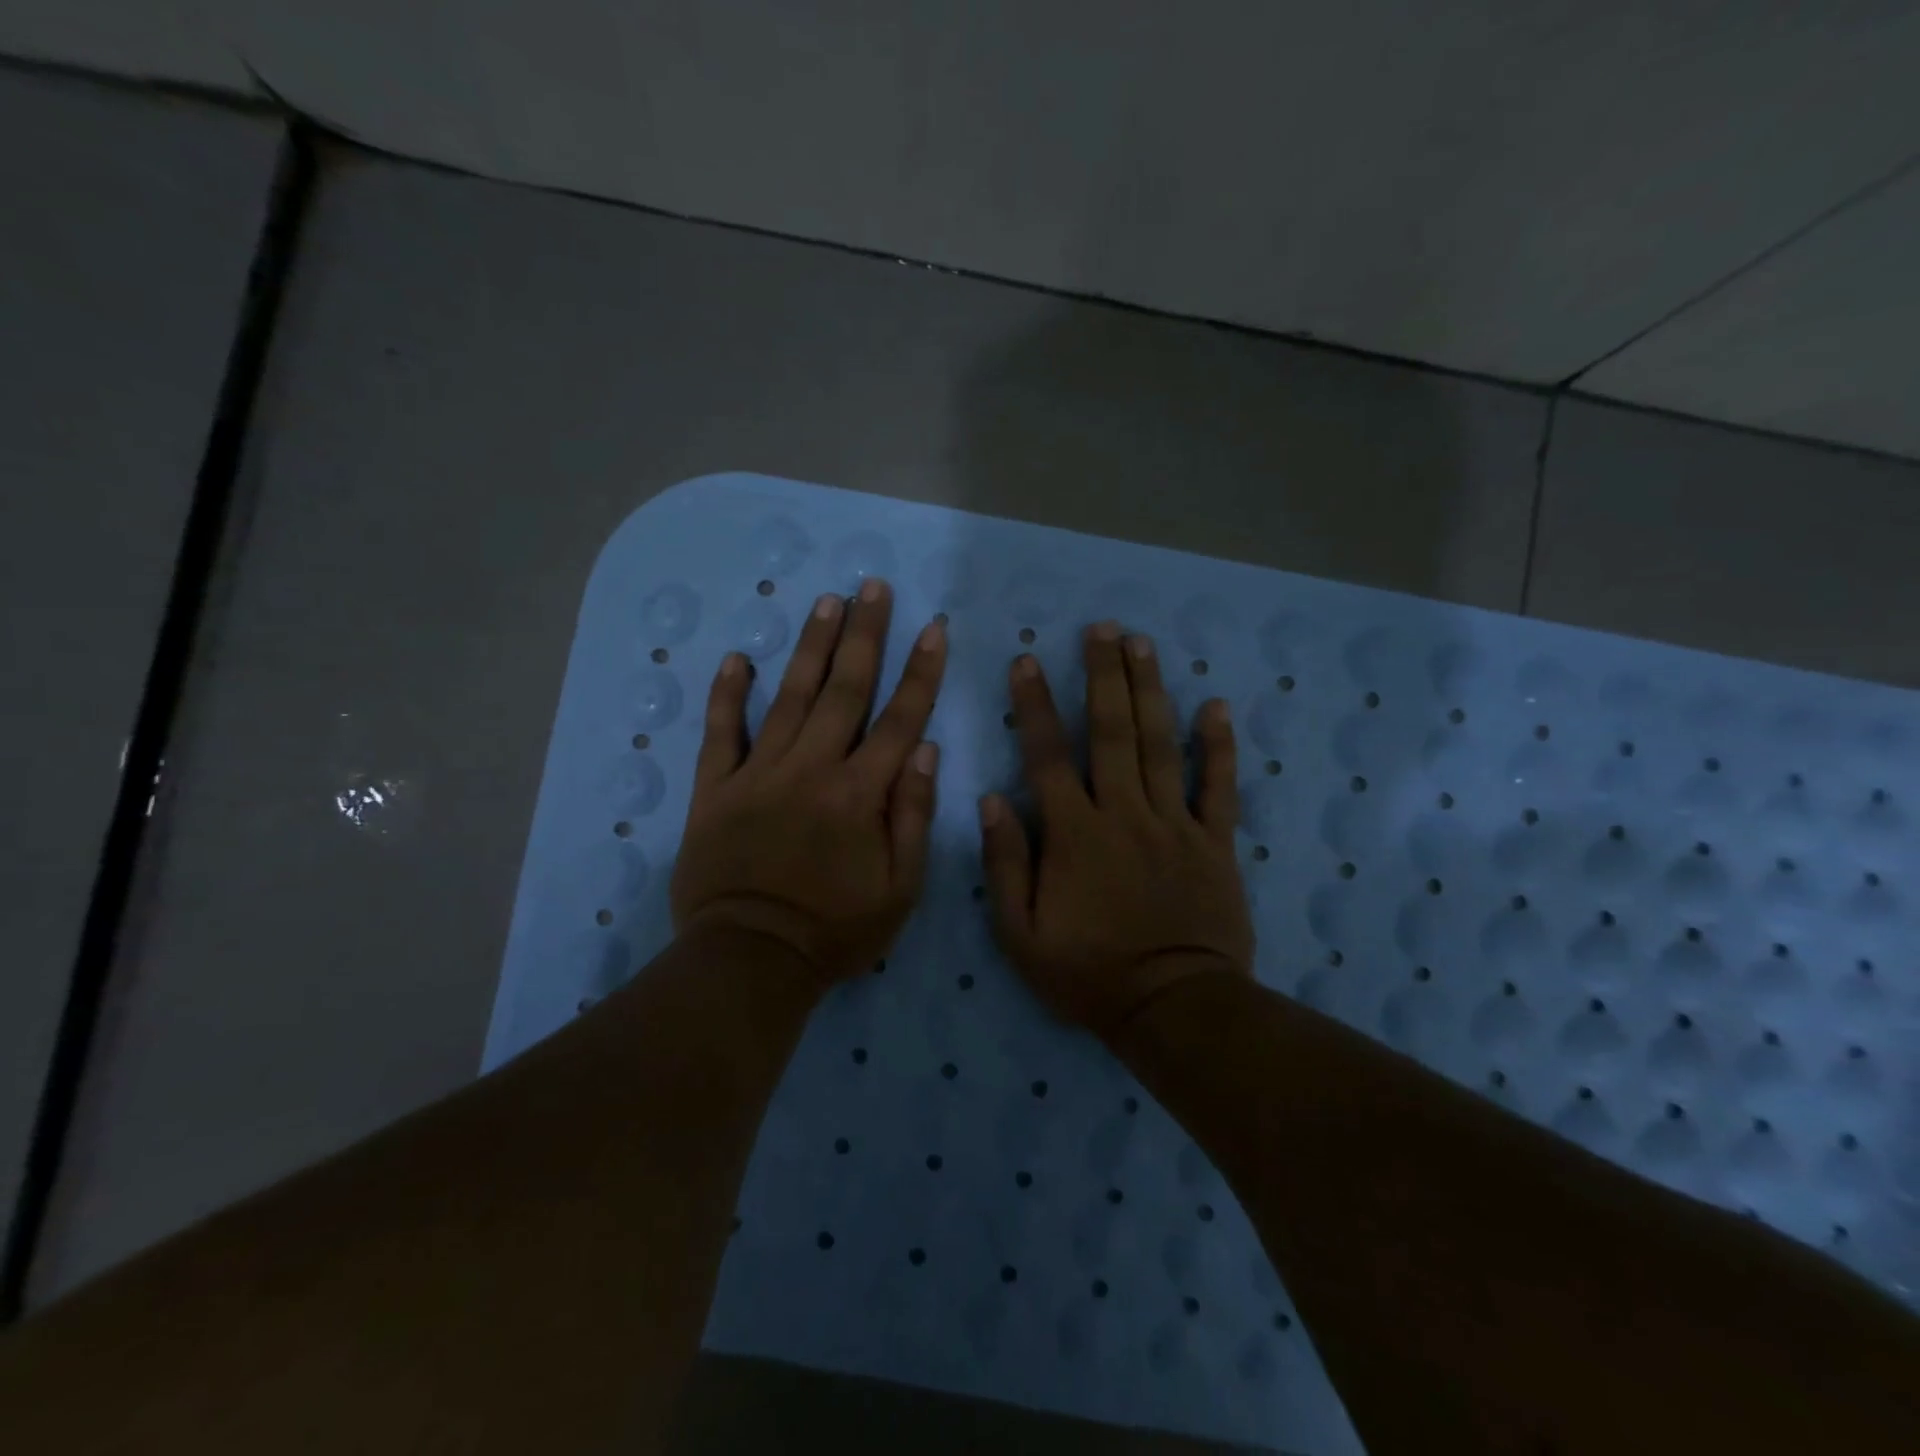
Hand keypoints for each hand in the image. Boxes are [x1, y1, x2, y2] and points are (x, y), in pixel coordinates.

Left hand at [670, 579, 946, 988]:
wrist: (750, 959)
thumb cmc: (835, 930)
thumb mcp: (900, 889)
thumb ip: (912, 815)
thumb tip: (924, 749)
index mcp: (860, 794)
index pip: (899, 719)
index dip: (920, 672)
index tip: (933, 628)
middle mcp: (812, 769)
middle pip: (844, 690)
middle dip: (864, 635)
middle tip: (872, 588)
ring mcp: (759, 775)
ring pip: (790, 698)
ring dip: (811, 647)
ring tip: (826, 602)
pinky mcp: (717, 789)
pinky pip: (722, 733)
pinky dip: (728, 695)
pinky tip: (739, 658)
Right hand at [979, 622, 1252, 1034]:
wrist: (1173, 1008)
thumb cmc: (1089, 974)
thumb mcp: (1021, 934)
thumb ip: (1005, 864)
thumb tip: (991, 800)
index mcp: (1075, 834)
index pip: (1049, 756)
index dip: (1035, 705)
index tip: (1027, 661)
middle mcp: (1124, 814)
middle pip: (1113, 732)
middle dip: (1104, 675)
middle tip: (1102, 628)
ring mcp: (1175, 824)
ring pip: (1162, 745)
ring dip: (1151, 690)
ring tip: (1143, 644)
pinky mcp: (1215, 842)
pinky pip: (1219, 786)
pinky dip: (1219, 746)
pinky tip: (1217, 706)